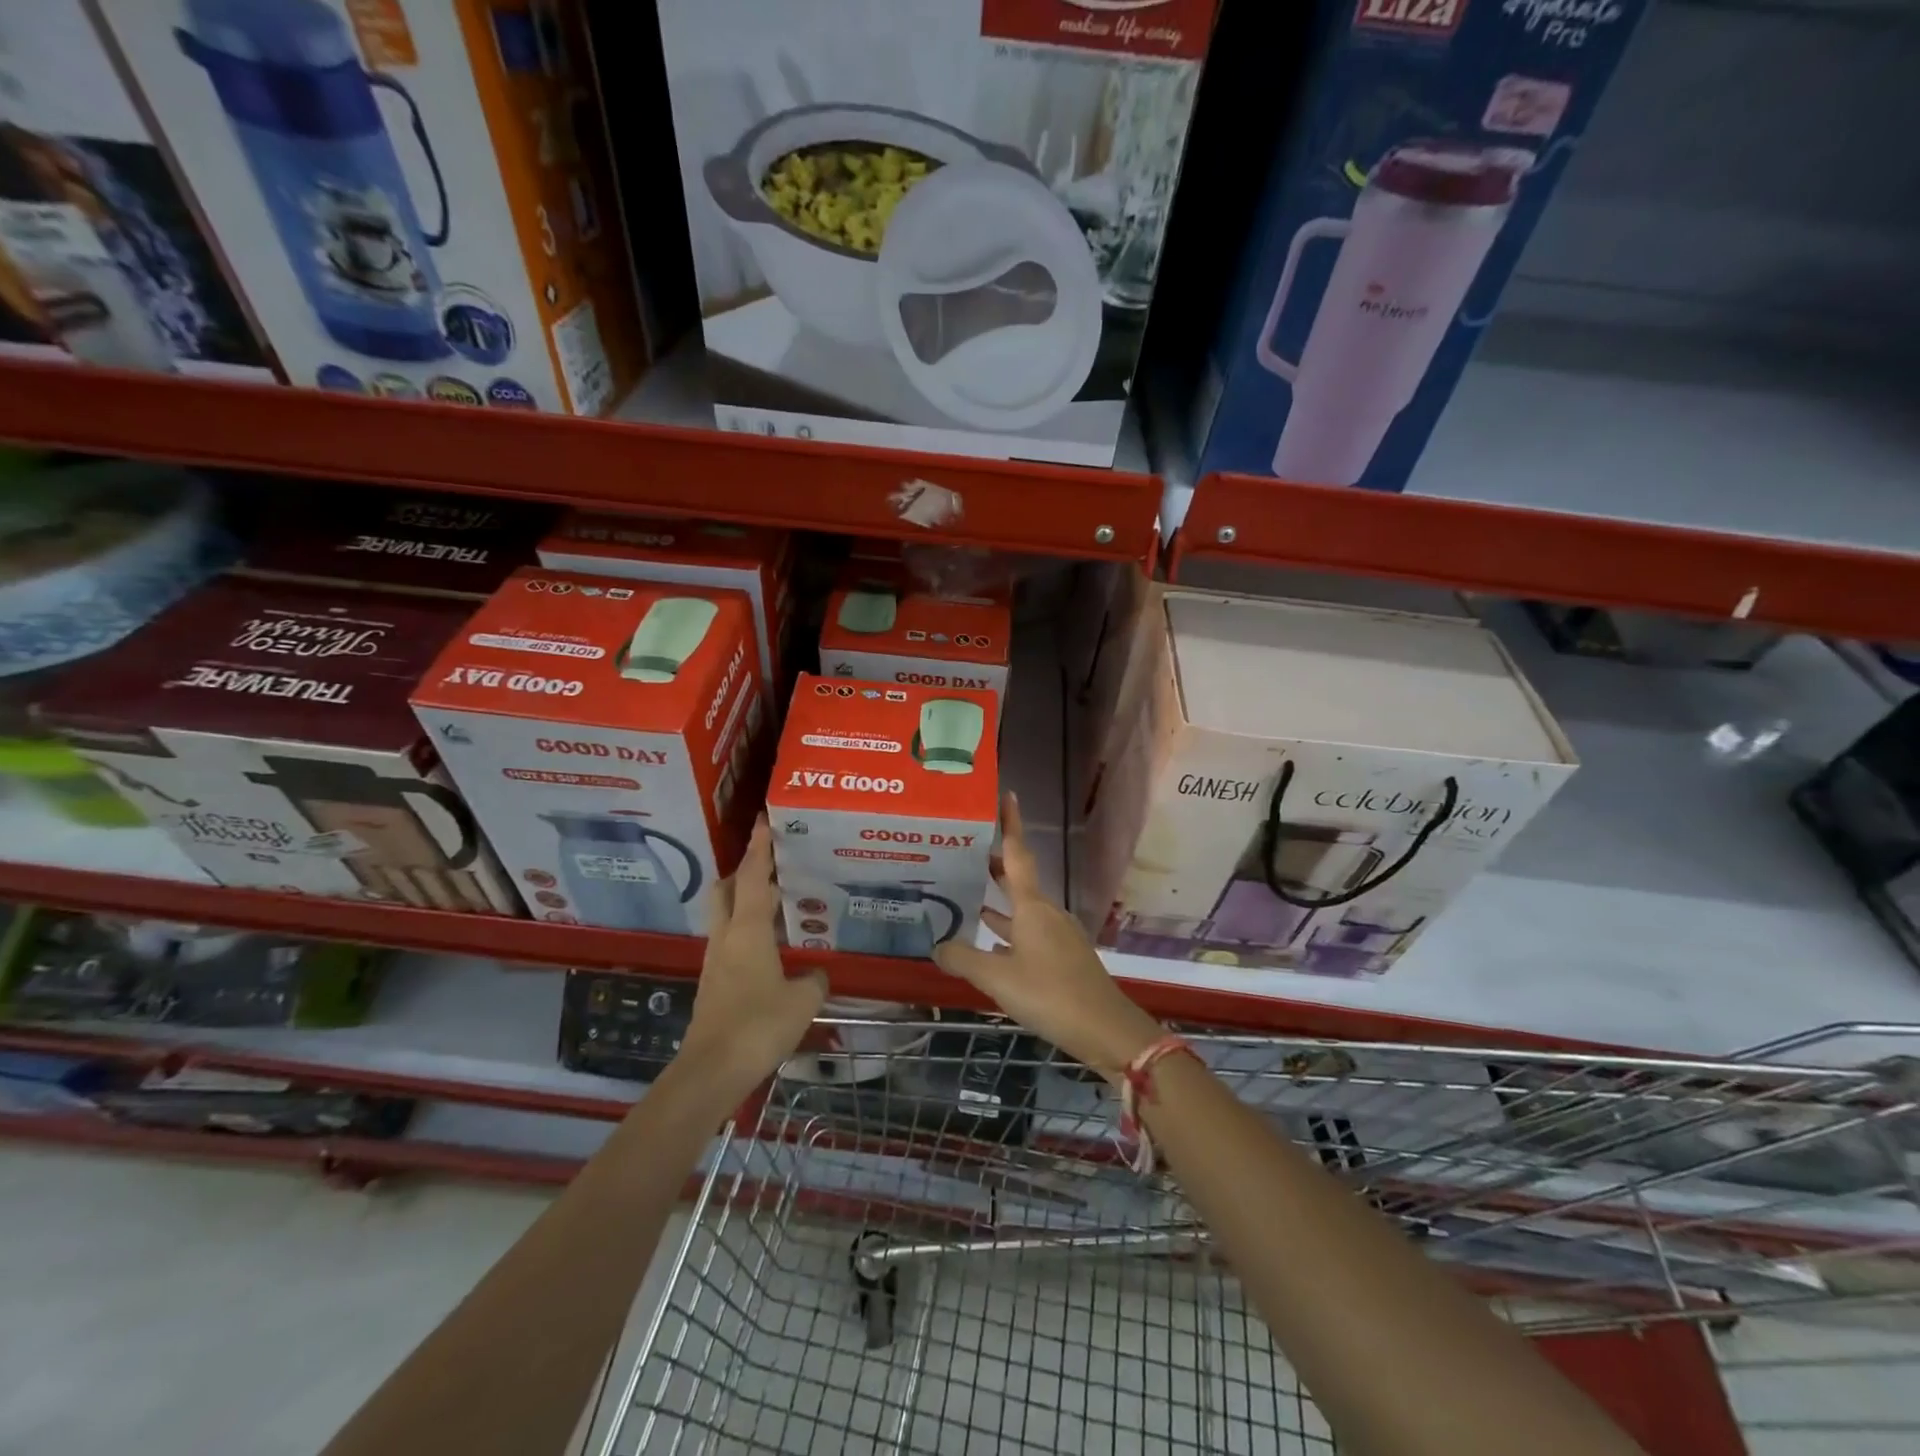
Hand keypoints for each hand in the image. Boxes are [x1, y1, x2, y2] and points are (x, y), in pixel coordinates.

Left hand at [679, 816, 826, 1095]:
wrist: (712, 1070)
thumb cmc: (758, 1026)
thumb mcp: (802, 1001)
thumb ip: (814, 981)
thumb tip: (816, 973)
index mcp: (747, 930)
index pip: (753, 877)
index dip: (759, 847)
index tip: (763, 821)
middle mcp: (727, 937)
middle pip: (728, 889)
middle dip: (746, 870)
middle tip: (774, 863)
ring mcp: (716, 960)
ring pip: (727, 914)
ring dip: (746, 899)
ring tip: (778, 899)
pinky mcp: (715, 982)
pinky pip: (731, 939)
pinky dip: (748, 928)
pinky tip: (770, 944)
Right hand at [934, 792, 1161, 1081]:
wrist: (1105, 1028)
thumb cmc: (1050, 993)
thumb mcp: (997, 978)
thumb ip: (963, 959)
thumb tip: (936, 945)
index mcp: (1032, 907)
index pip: (1018, 854)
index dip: (1011, 824)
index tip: (1007, 795)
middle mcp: (1046, 913)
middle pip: (1017, 880)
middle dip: (993, 865)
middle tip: (962, 853)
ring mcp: (1057, 935)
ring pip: (1021, 910)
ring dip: (996, 902)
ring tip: (966, 896)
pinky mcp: (1062, 958)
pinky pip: (1027, 934)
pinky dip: (1007, 932)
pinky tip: (989, 946)